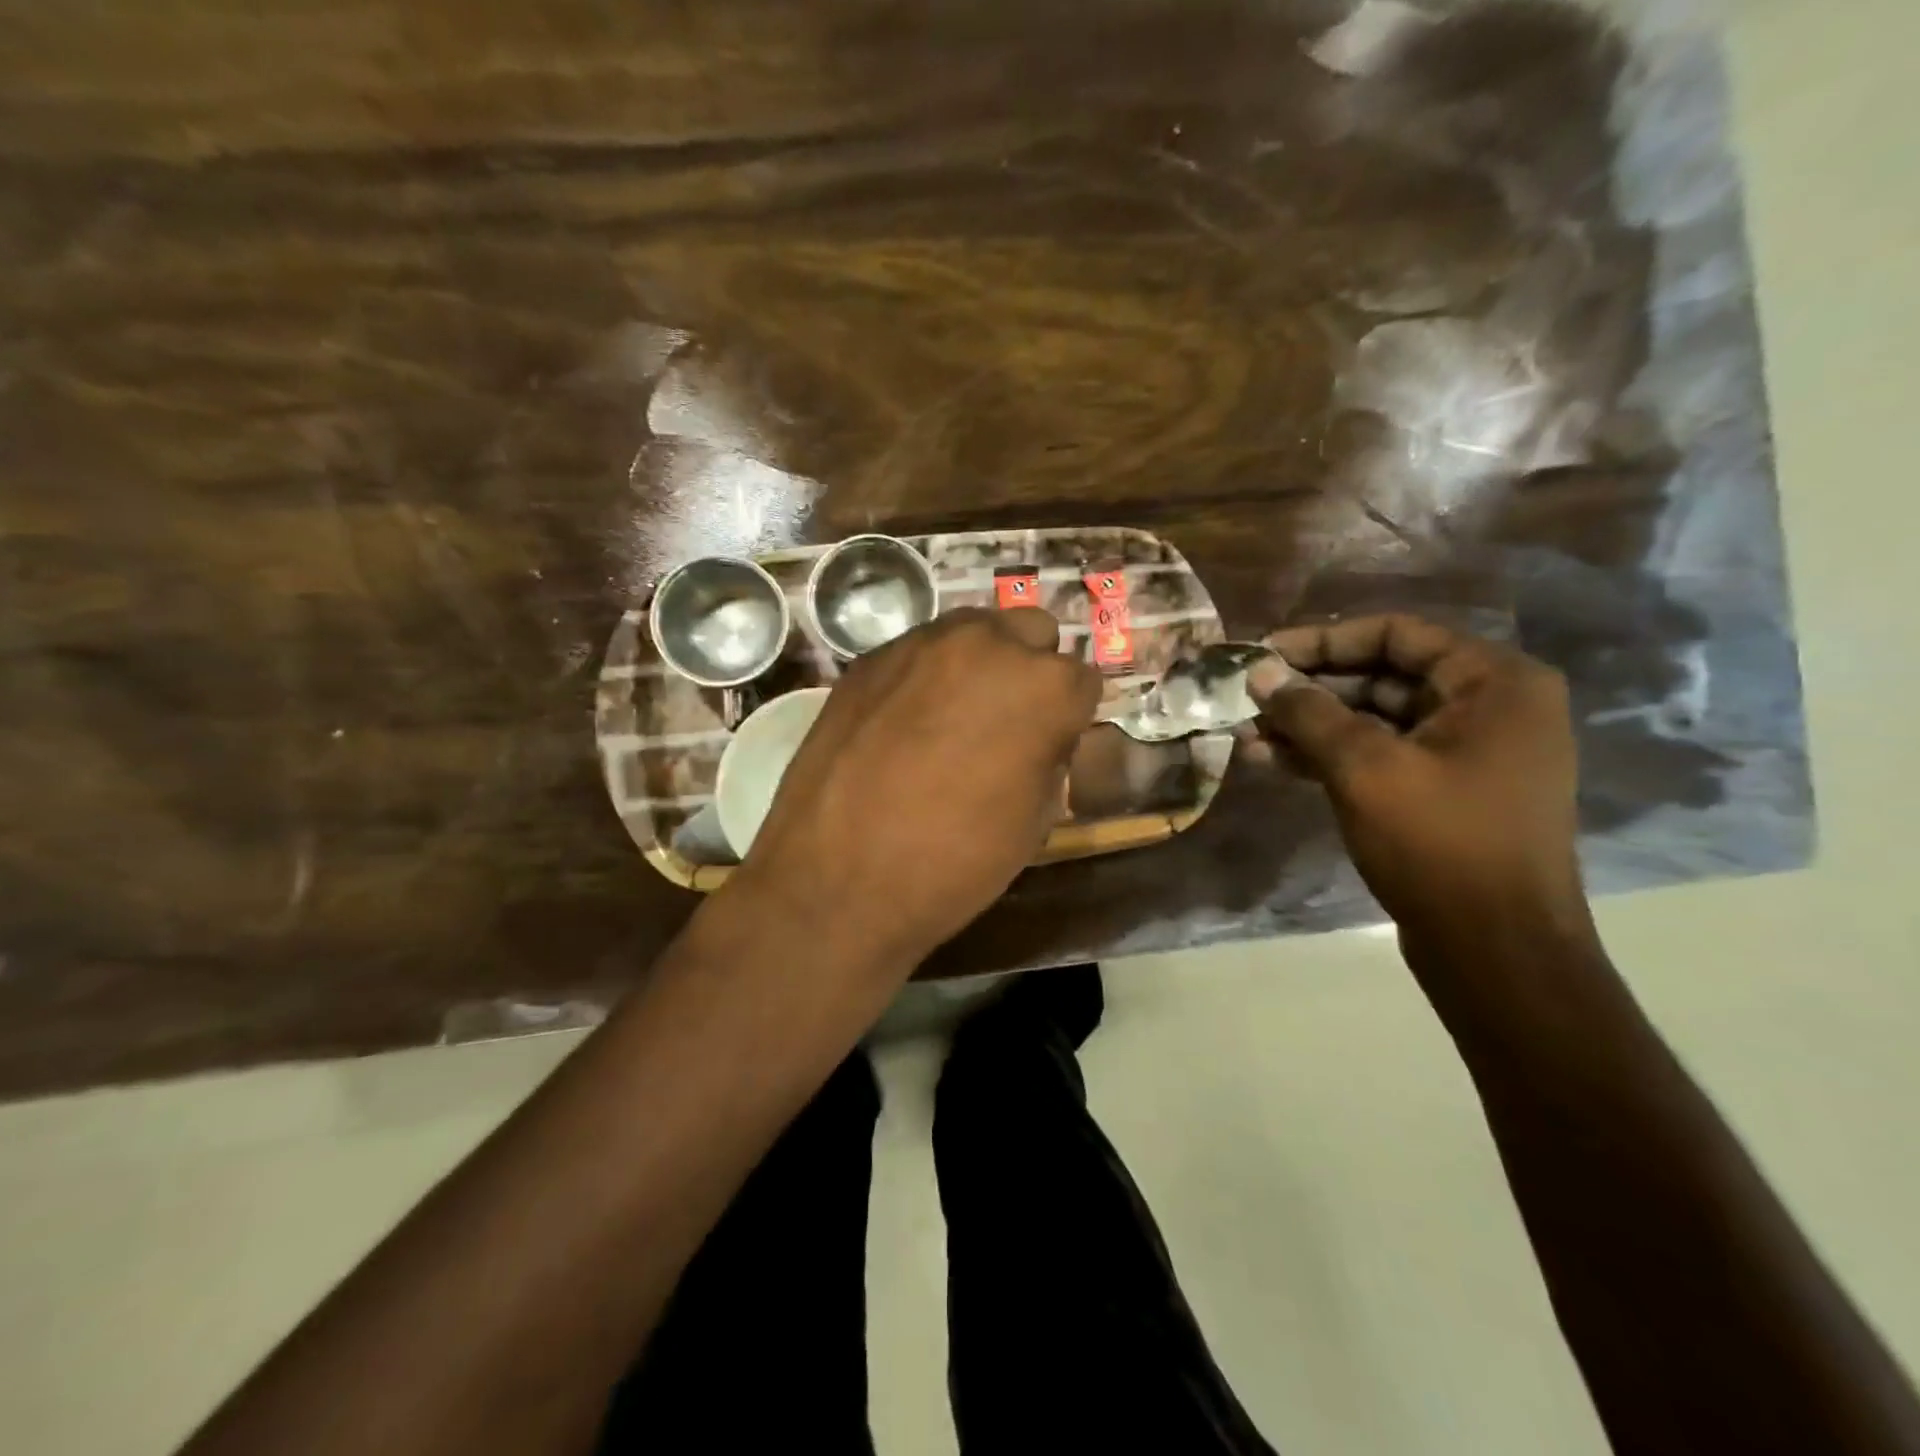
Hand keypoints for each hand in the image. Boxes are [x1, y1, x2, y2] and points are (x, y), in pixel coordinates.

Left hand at [730, 607, 1101, 975]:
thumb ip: (1049, 756)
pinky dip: (927, 674)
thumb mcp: (1034, 821)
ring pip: (973, 629)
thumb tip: (1042, 735)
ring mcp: (921, 643)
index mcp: (1043, 686)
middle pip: (1031, 632)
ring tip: (955, 714)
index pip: (1081, 680)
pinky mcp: (870, 657)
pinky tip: (905, 720)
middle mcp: (987, 644)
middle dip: (1029, 670)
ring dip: (979, 661)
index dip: (1070, 716)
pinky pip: (919, 650)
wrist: (837, 879)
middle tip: (1007, 721)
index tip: (1052, 743)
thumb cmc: (954, 862)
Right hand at [1250, 615, 1589, 950]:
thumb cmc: (1439, 843)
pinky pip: (1381, 755)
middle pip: (1383, 675)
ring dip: (1311, 725)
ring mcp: (1468, 753)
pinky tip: (1274, 761)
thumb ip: (1308, 712)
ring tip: (1248, 734)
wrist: (1495, 951)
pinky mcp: (1444, 791)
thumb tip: (1258, 672)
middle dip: (1310, 689)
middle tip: (1248, 698)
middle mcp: (1490, 707)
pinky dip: (1330, 756)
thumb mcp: (1364, 767)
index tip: (1263, 655)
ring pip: (1375, 719)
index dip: (1322, 640)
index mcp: (1494, 682)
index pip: (1396, 633)